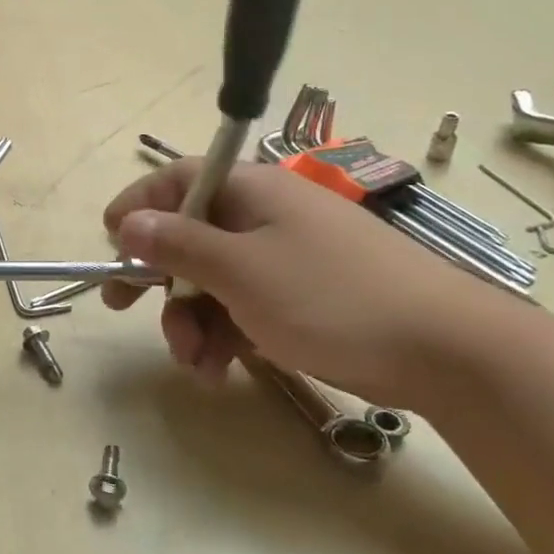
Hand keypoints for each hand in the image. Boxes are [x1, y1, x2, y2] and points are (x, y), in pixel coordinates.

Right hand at [101, 158, 505, 405]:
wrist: (445, 352)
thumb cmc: (330, 297)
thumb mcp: (240, 270)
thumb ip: (177, 244)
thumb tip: (127, 222)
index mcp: (251, 192)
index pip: (177, 180)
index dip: (137, 207)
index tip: (109, 244)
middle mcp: (265, 217)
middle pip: (189, 237)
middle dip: (158, 280)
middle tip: (122, 309)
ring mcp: (285, 258)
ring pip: (213, 280)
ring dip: (191, 321)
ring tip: (195, 363)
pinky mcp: (302, 297)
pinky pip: (244, 306)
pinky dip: (225, 335)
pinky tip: (220, 372)